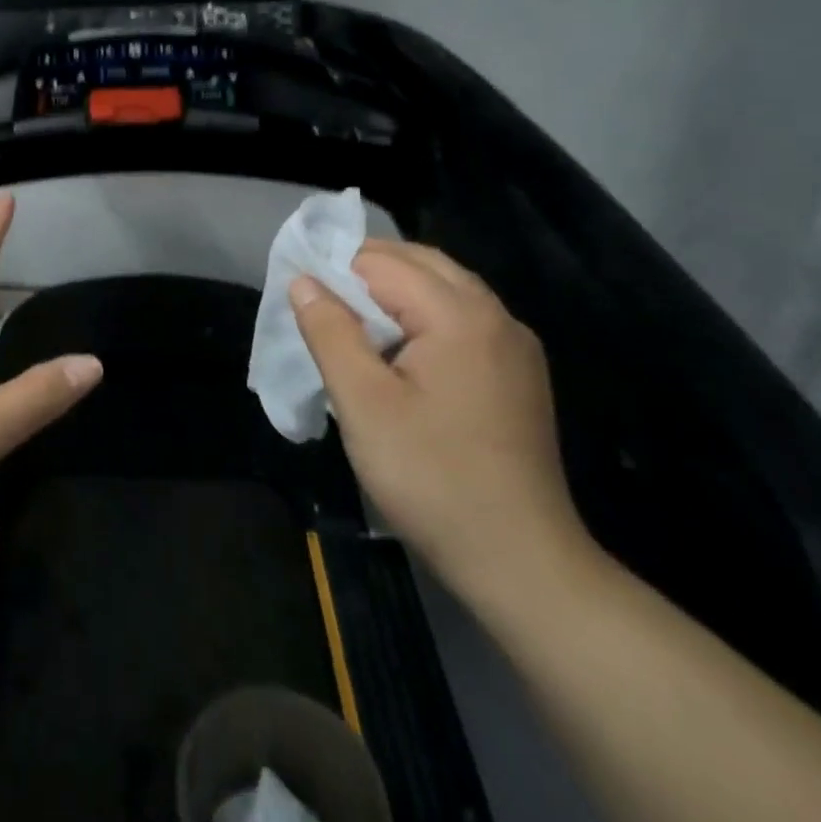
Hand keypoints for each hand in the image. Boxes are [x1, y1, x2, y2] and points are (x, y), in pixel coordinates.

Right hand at [291, 241, 595, 604]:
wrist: (519, 558)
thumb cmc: (430, 476)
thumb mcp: (363, 403)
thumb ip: (330, 332)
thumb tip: (304, 281)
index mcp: (460, 315)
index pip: (385, 263)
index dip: (336, 269)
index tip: (301, 294)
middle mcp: (497, 317)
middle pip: (423, 264)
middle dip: (367, 270)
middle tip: (320, 299)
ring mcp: (515, 347)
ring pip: (447, 290)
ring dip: (397, 292)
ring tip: (352, 323)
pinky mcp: (519, 376)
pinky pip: (464, 320)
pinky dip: (425, 316)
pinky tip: (400, 352)